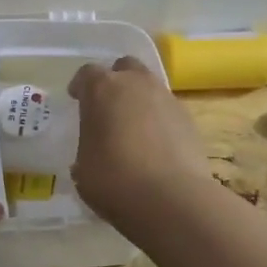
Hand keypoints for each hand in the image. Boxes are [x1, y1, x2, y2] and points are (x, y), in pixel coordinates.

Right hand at [66, 56, 209, 229]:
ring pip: (150, 87)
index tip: (77, 99)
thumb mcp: (83, 168)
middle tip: (108, 107)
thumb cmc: (114, 179)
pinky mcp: (189, 119)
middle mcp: (136, 84)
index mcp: (102, 89)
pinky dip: (159, 121)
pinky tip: (155, 147)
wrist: (171, 199)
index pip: (87, 73)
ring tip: (133, 129)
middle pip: (125, 67)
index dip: (81, 86)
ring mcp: (167, 98)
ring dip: (139, 101)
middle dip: (116, 81)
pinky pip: (167, 111)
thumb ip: (87, 148)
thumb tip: (94, 151)